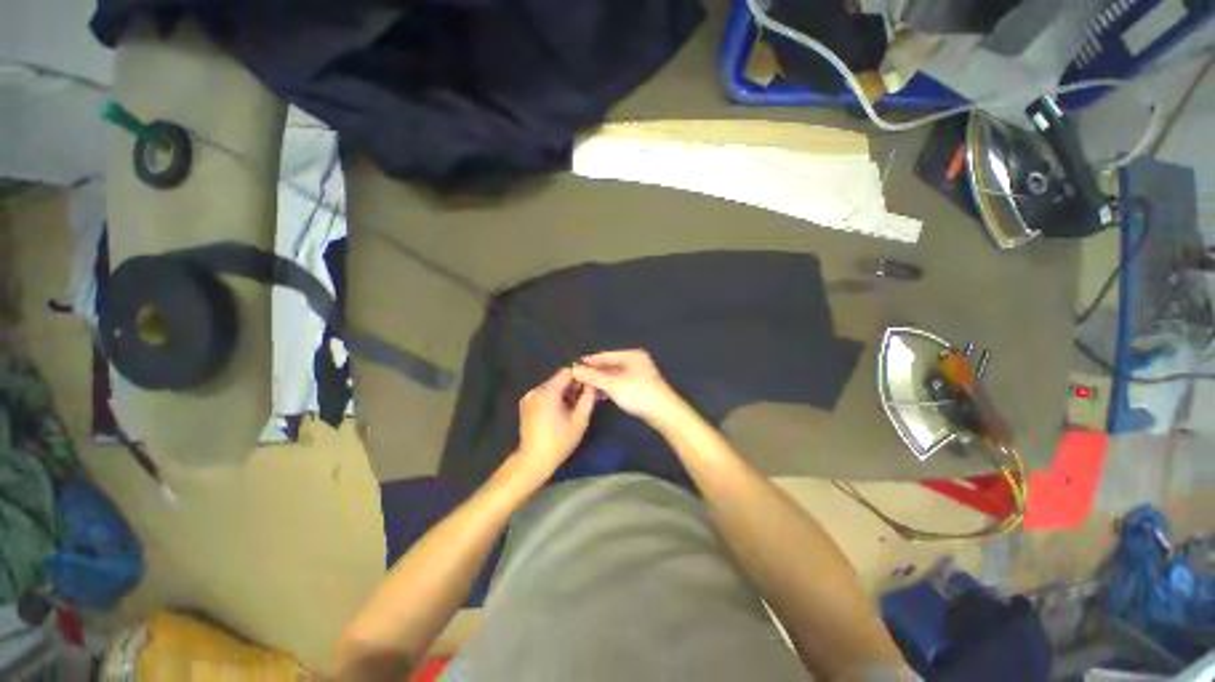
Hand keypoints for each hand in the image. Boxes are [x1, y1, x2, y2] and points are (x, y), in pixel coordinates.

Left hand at [513, 368, 596, 480]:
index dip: (580, 376)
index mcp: (547, 392)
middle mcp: (535, 390)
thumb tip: (592, 383)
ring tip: (573, 407)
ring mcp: (528, 397)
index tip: (590, 384)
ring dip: (563, 393)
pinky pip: (544, 394)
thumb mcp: (580, 420)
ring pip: (551, 387)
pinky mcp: (526, 404)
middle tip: (584, 398)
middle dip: (572, 386)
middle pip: (558, 379)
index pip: (566, 372)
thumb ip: (588, 398)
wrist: (533, 460)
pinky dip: (554, 398)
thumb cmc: (559, 442)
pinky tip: (560, 412)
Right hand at [571, 349, 685, 425]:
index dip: (589, 361)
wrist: (664, 413)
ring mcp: (638, 375)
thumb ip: (593, 377)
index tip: (573, 366)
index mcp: (631, 355)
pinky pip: (619, 383)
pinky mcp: (639, 387)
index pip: (605, 355)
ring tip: (584, 387)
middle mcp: (635, 362)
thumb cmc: (638, 394)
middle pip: (609, 365)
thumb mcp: (613, 384)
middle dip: (594, 372)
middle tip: (576, 378)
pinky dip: (609, 387)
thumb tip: (574, 369)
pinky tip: (598, 395)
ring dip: (600, 381)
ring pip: (614, 375)